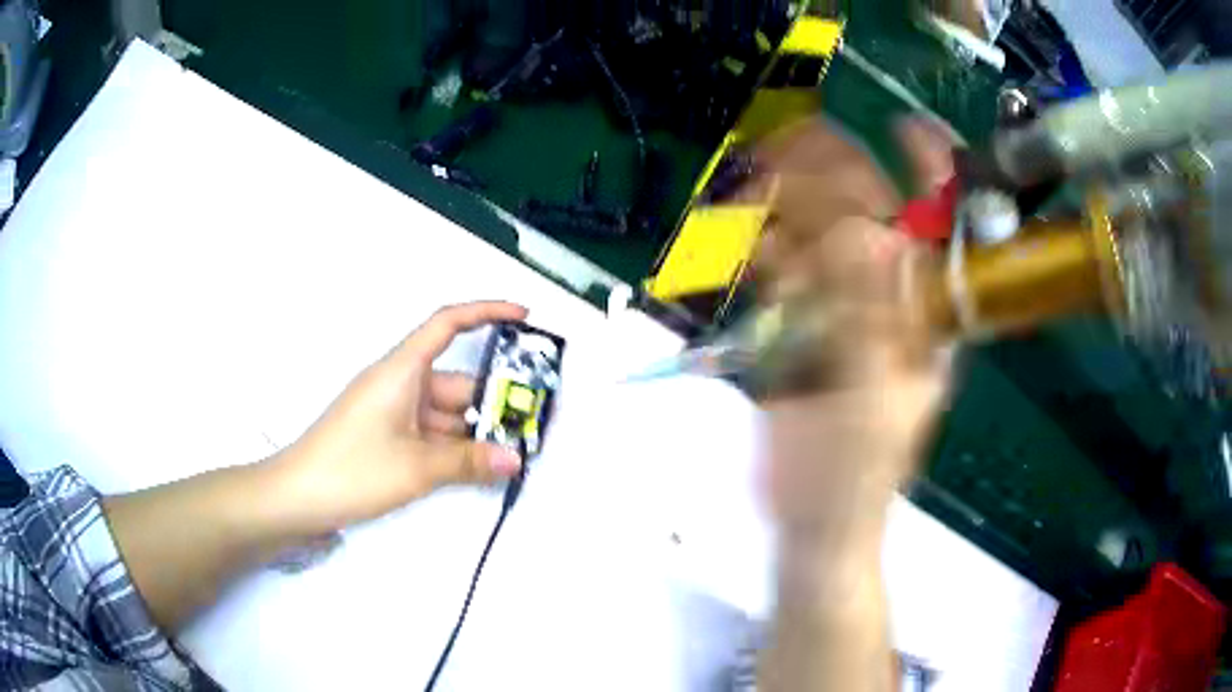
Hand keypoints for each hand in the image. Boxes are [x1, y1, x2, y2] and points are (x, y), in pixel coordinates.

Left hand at [272, 301, 528, 534]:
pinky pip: (430, 435)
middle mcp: (399, 385)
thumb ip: (468, 461)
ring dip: (475, 432)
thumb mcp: (415, 467)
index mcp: (401, 371)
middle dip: (493, 401)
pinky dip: (454, 449)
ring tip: (515, 454)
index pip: (447, 325)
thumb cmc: (352, 469)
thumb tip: (516, 458)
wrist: (297, 498)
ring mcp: (392, 414)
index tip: (524, 318)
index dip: (487, 313)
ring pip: (445, 414)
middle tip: (534, 425)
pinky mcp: (386, 439)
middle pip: (455, 381)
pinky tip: (479, 469)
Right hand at [753, 118, 956, 539]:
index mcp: (929, 315)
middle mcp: (893, 300)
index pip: (943, 226)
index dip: (934, 171)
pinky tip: (751, 244)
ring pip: (823, 237)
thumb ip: (873, 324)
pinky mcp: (802, 329)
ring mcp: (845, 311)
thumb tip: (867, 235)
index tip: (903, 124)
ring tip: (762, 179)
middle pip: (873, 216)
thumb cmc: (857, 475)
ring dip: (794, 205)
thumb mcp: (874, 402)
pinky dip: (767, 252)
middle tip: (795, 144)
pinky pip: (786, 275)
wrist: (813, 521)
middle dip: (839, 175)